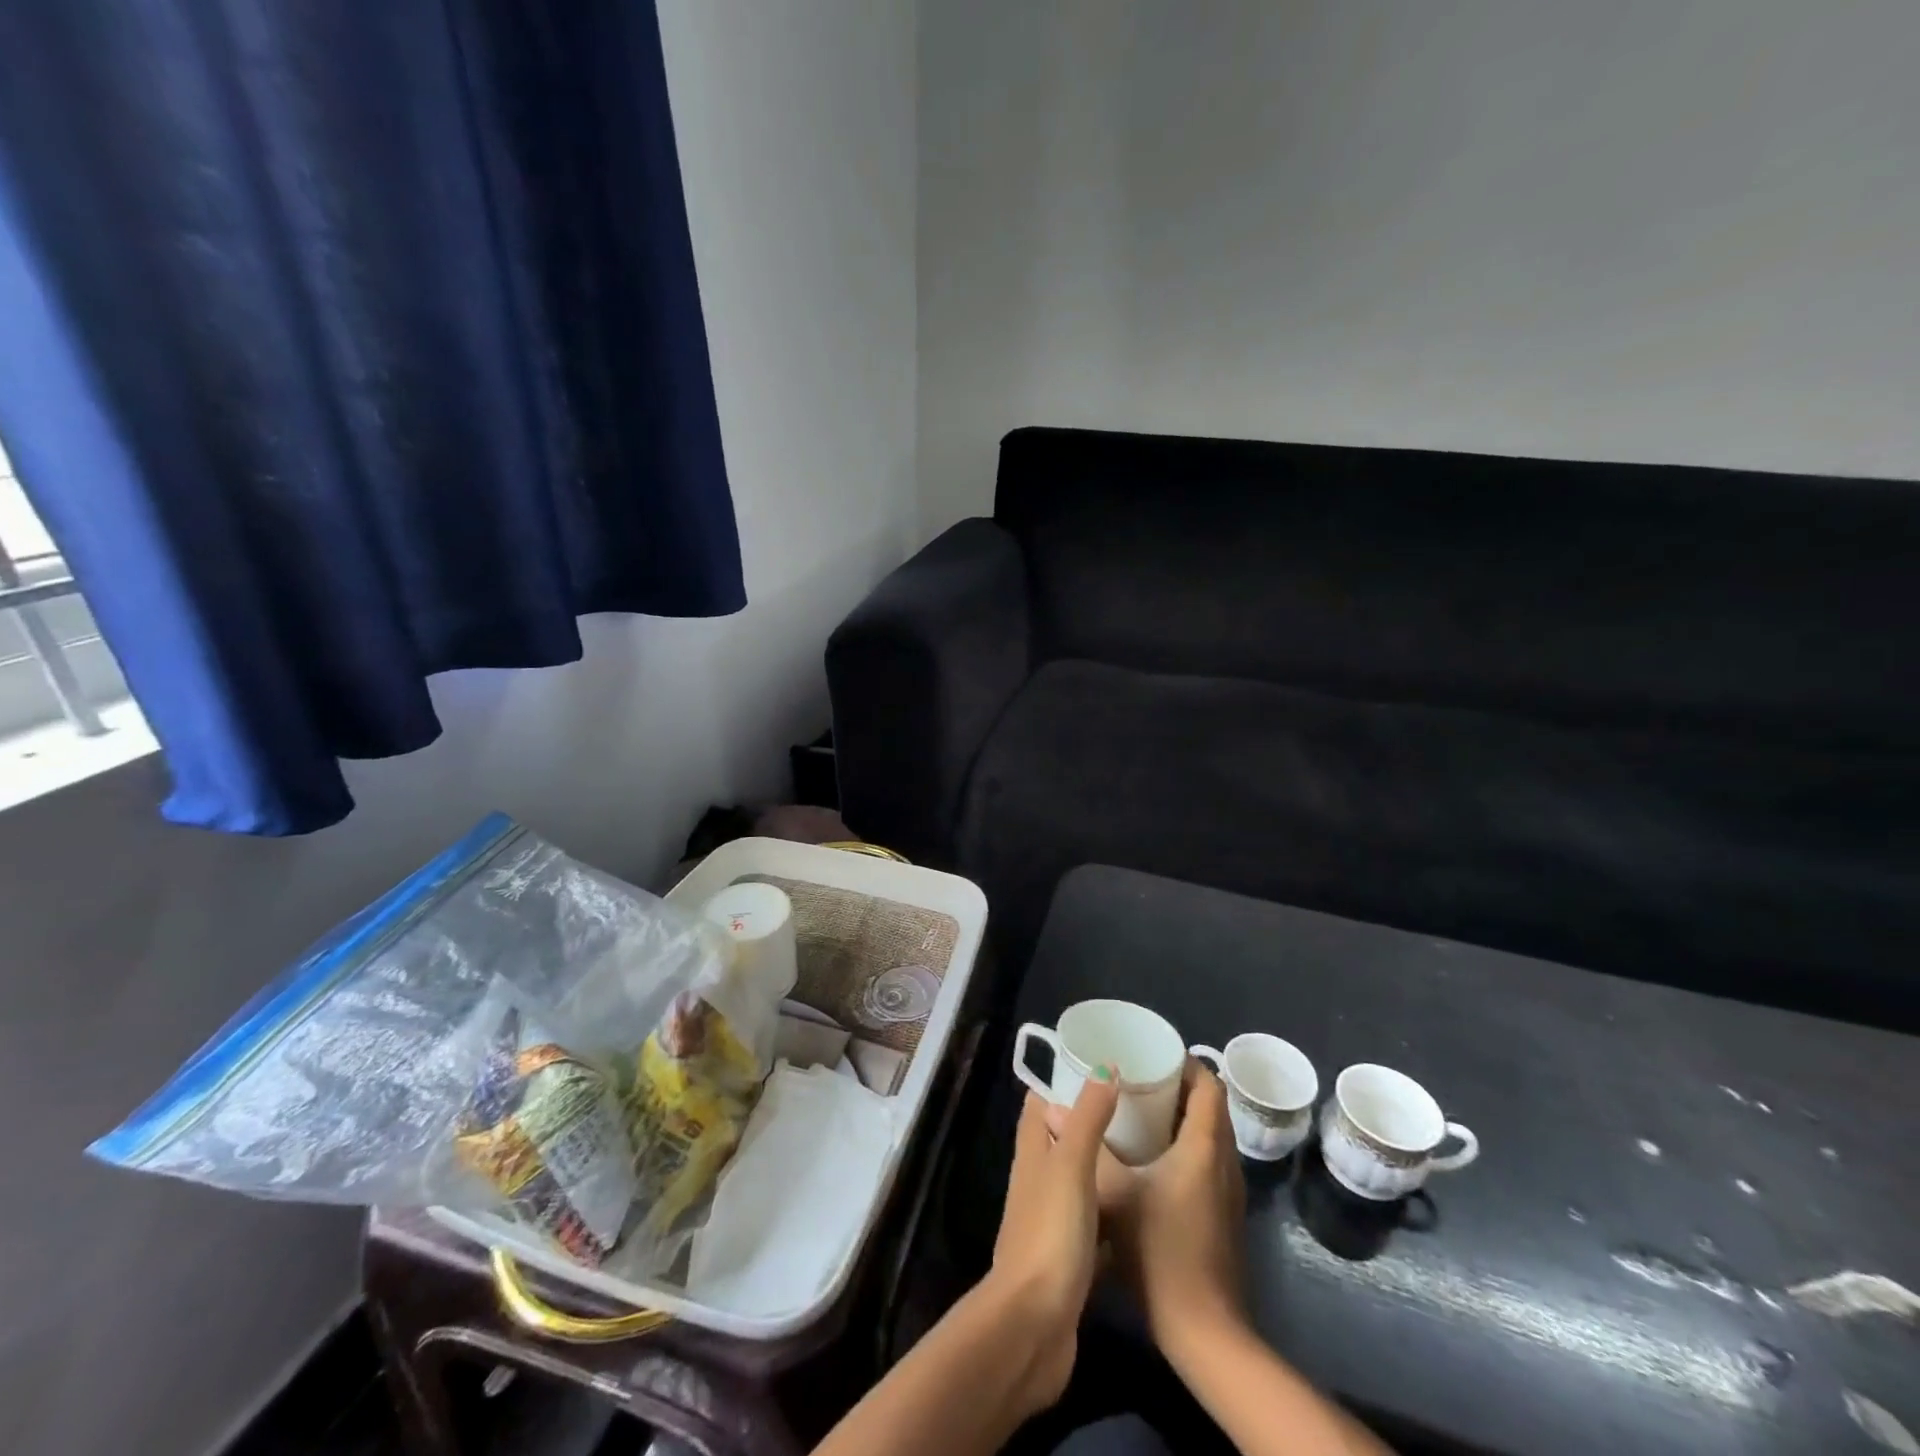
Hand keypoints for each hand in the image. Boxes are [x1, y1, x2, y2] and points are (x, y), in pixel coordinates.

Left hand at [987, 1072, 1119, 1411]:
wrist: (1034, 1324)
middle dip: (1093, 1118)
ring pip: (1080, 1178)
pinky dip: (1114, 1210)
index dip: (1065, 1078)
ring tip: (1148, 1147)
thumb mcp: (1072, 1164)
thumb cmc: (1050, 1232)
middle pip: (1062, 1136)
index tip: (1103, 1064)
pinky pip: (1094, 1220)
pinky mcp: (1069, 1256)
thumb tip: (1106, 1065)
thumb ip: (1088, 1115)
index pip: (1041, 1101)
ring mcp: (1051, 1219)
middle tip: (1137, 1105)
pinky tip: (1144, 1208)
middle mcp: (1037, 1178)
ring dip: (1106, 1163)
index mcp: (1032, 1150)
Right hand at [1055, 1060, 1247, 1354]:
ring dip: (1185, 1117)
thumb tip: (1051, 1111)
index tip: (1153, 1054)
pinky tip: (1155, 1158)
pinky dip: (1189, 1145)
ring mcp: (1229, 1191)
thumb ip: (1086, 1148)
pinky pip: (1210, 1160)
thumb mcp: (1114, 1194)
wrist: (1205, 1331)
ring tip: (1143, 1110)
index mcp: (1204, 1145)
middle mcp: (1224, 1160)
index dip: (1186, 1063)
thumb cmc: (1160, 1250)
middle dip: (1180, 1087)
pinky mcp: (1225, 1214)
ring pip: (1212, 1135)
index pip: (1208, 1085)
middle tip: (1141, 1077)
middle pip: (1211, 1106)